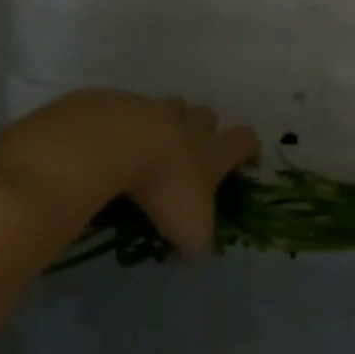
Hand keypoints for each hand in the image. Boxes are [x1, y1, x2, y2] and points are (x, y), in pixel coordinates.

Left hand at [0, 90, 259, 255]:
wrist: (113, 145)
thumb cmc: (164, 189)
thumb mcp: (189, 230)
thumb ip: (198, 240)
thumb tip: (197, 250)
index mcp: (211, 151)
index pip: (244, 140)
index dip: (248, 149)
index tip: (246, 162)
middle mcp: (186, 124)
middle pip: (205, 114)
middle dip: (202, 128)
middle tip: (190, 152)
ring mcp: (150, 108)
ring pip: (166, 106)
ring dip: (163, 121)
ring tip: (146, 146)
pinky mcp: (114, 103)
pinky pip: (125, 110)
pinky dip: (121, 126)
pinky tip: (106, 148)